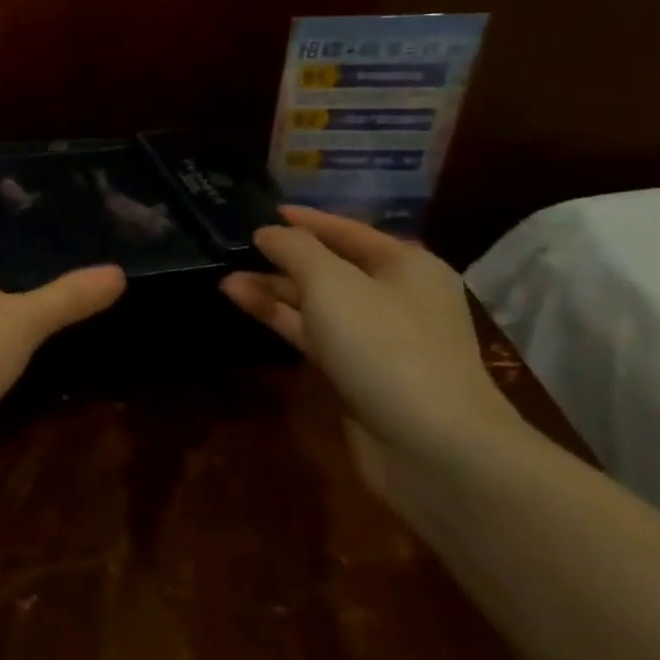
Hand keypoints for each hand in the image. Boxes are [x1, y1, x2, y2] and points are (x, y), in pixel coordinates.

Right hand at [220, 207, 525, 470]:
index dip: (306, 220)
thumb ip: (295, 250)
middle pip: (331, 267)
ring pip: (316, 303)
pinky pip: (312, 334)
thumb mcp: (333, 283)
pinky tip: (242, 302)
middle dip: (284, 257)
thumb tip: (268, 232)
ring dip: (273, 289)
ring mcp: (376, 339)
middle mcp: (394, 296)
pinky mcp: (357, 373)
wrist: (434, 448)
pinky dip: (279, 317)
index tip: (264, 211)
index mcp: (405, 265)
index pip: (347, 230)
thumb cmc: (386, 346)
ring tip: (225, 278)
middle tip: (236, 247)